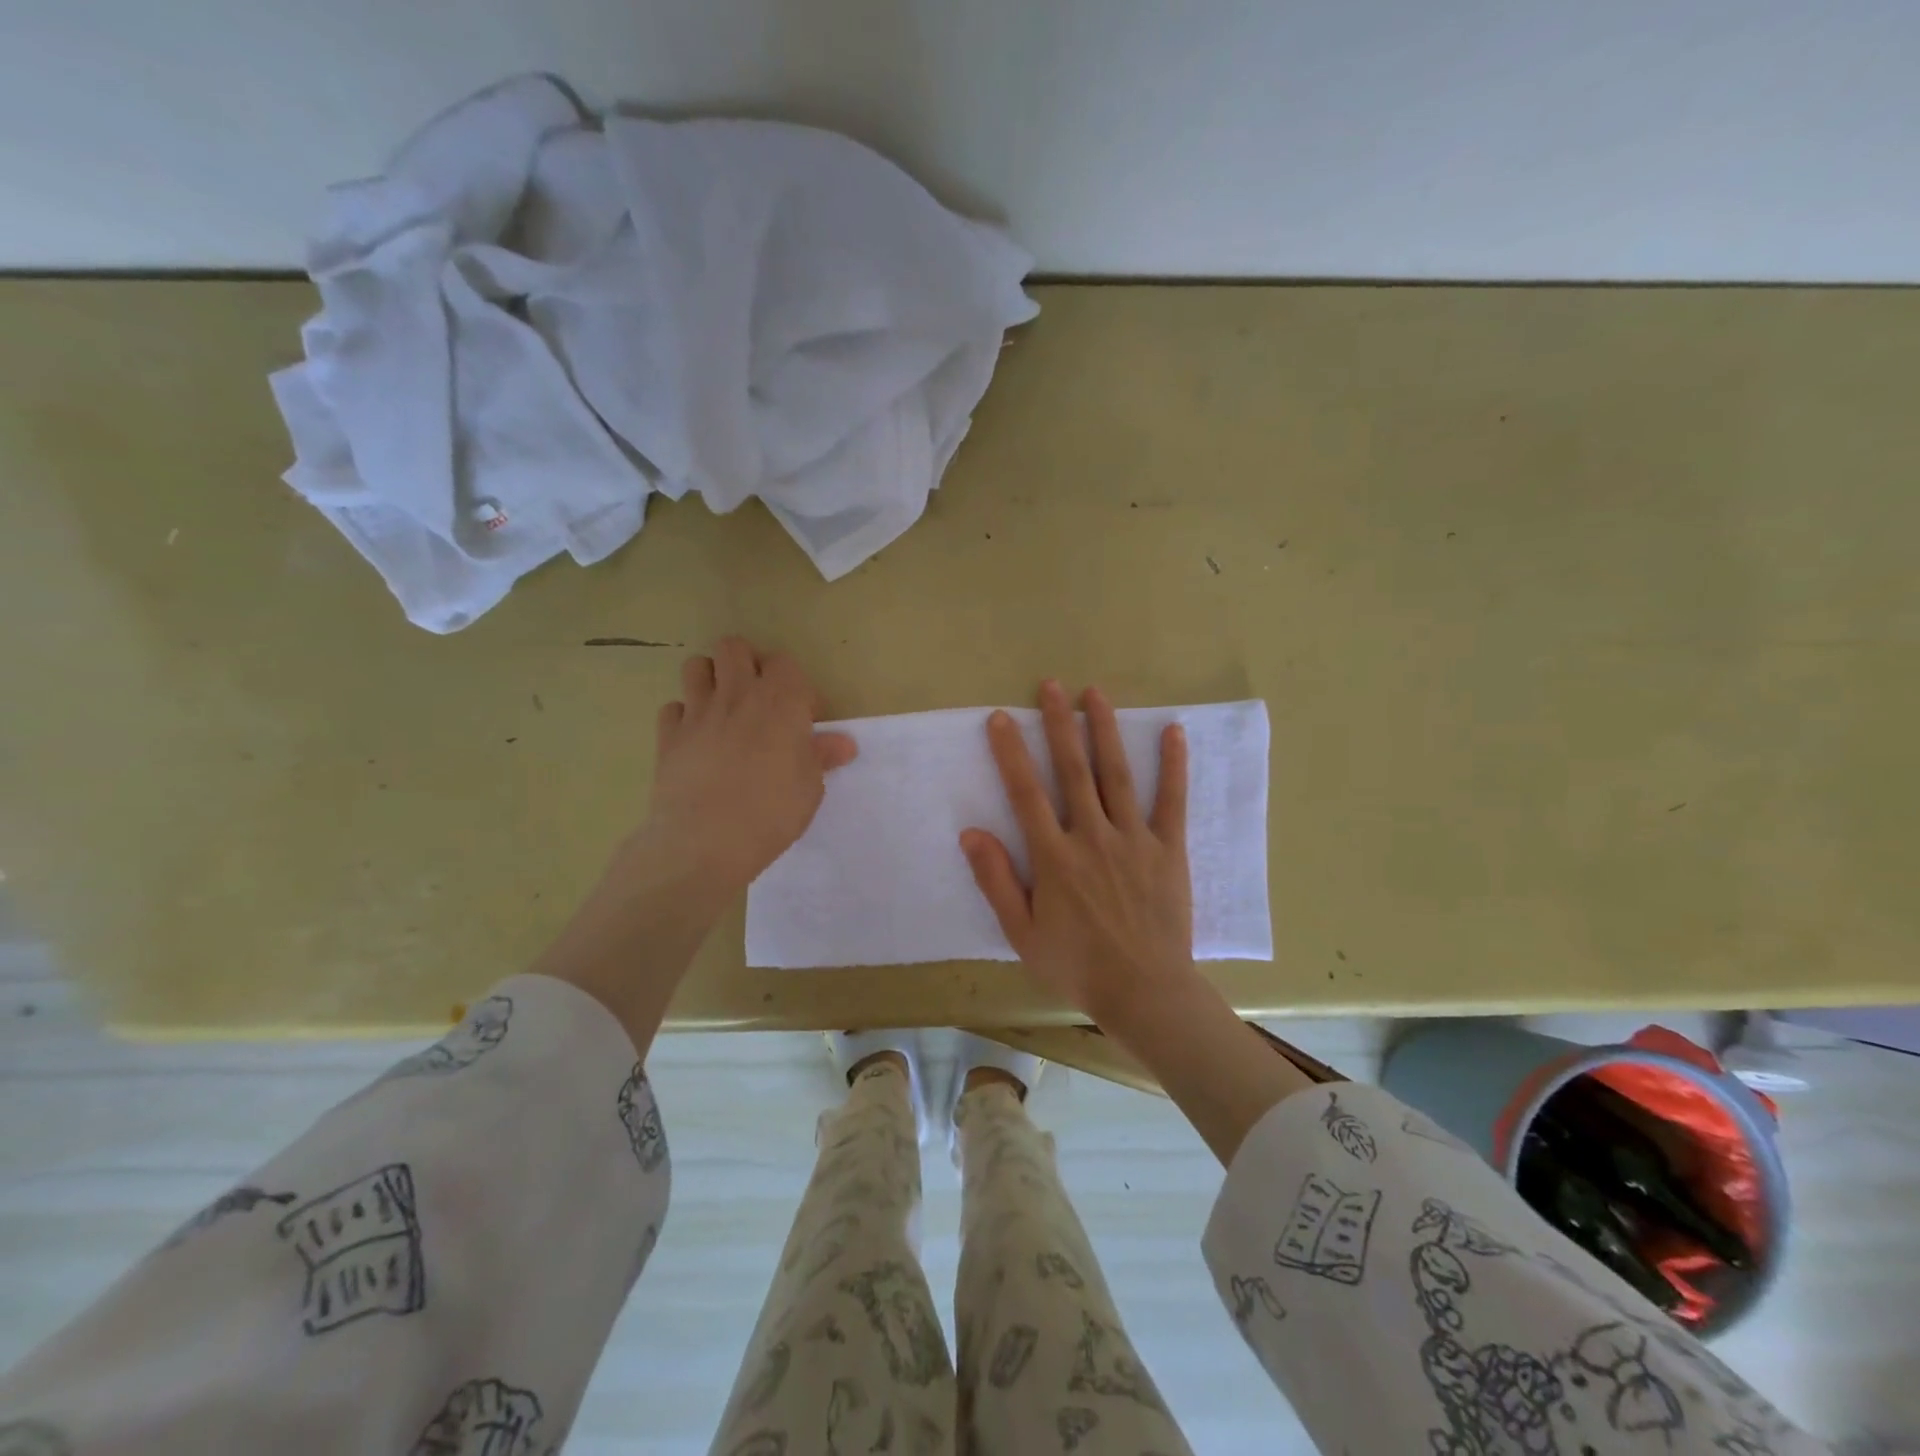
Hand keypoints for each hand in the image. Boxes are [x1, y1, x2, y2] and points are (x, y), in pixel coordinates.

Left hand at [640, 636, 856, 900]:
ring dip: (711, 679)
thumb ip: (821, 757)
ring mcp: (697, 713)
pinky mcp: (668, 736)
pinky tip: (696, 740)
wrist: (705, 841)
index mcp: (779, 702)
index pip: (785, 663)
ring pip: (696, 666)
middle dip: (747, 664)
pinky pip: (673, 708)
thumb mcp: (810, 788)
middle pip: (734, 647)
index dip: (795, 686)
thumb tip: (843, 743)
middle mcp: (736, 695)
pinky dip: (684, 717)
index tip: (802, 717)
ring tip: (724, 710)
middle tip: (759, 699)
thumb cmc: (771, 812)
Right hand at [960, 679, 1198, 1029]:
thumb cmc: (1077, 966)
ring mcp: (1134, 840)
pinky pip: (1171, 801)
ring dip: (1104, 731)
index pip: (1026, 793)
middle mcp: (1092, 837)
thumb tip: (971, 833)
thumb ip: (997, 880)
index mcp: (1055, 858)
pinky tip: (1173, 732)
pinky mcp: (1168, 849)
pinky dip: (1173, 765)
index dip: (1011, 753)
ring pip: (1116, 775)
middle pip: (1072, 770)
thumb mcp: (1022, 933)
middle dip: (1059, 724)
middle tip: (1050, 686)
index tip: (1001, 718)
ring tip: (1095, 694)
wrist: (1145, 992)